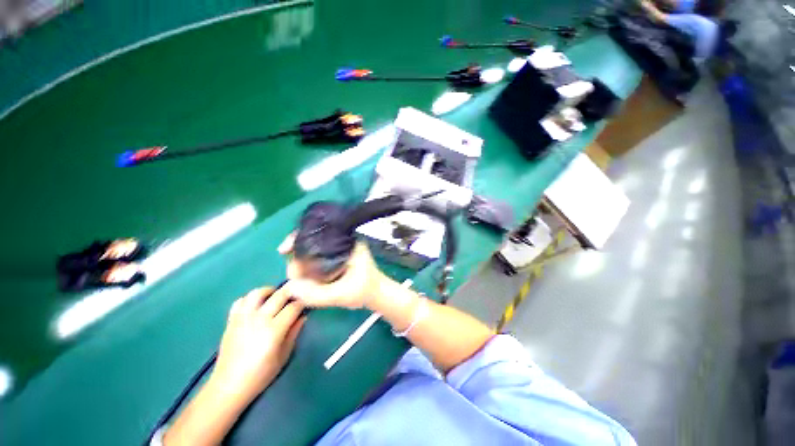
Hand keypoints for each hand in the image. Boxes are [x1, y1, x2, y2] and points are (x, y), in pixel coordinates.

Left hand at [210, 286, 305, 406]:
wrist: (229, 386)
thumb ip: (294, 333)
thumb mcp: (284, 356)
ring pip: (258, 293)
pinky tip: (256, 306)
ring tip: (274, 297)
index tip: (305, 305)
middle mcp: (259, 319)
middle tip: (294, 297)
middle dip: (290, 293)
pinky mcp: (231, 320)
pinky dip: (250, 299)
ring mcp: (243, 318)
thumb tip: (303, 317)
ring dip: (269, 291)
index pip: (293, 307)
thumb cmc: (261, 374)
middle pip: (279, 295)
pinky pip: (240, 301)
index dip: (302, 304)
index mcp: (274, 330)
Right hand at [279, 234, 386, 309]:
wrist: (376, 293)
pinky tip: (301, 276)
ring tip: (296, 277)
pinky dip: (306, 264)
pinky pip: (316, 256)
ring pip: (312, 248)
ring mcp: (338, 248)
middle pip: (312, 238)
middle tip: (293, 273)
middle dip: (296, 253)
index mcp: (347, 241)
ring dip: (300, 260)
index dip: (298, 237)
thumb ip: (319, 294)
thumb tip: (290, 287)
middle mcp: (342, 240)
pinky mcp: (335, 256)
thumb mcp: (344, 294)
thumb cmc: (365, 290)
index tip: (284, 249)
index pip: (319, 230)